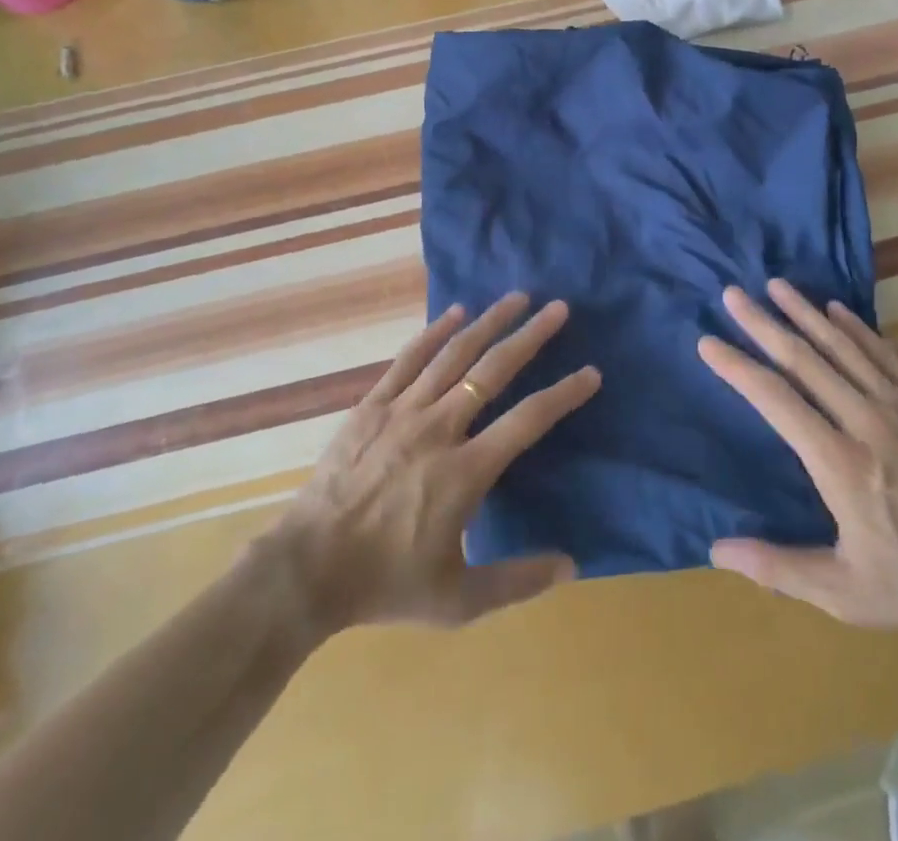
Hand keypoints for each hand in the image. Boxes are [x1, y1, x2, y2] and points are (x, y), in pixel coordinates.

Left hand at [274, 293, 599, 631]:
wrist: (307, 570)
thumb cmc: (385, 584)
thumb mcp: (457, 600)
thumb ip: (516, 581)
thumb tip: (572, 565)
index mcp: (465, 472)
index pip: (528, 421)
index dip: (563, 394)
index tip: (590, 372)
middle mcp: (440, 428)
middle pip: (493, 370)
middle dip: (530, 336)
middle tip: (558, 308)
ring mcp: (403, 411)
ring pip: (454, 355)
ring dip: (489, 322)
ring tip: (517, 297)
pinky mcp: (373, 406)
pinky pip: (409, 359)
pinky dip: (435, 332)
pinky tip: (455, 312)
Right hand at [698, 280, 897, 641]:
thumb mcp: (844, 593)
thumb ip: (778, 567)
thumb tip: (716, 550)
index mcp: (839, 462)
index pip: (776, 400)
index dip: (738, 368)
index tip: (708, 342)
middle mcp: (866, 421)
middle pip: (805, 359)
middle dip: (764, 324)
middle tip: (733, 295)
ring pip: (844, 347)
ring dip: (806, 313)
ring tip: (776, 285)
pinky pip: (886, 355)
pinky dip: (859, 328)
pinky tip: (837, 309)